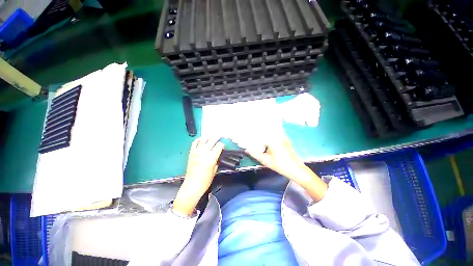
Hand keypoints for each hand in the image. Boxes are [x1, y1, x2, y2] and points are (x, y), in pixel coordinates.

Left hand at [173, 137, 224, 215]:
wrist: (192, 185)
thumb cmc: (205, 180)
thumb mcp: (215, 170)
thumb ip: (217, 161)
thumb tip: (218, 156)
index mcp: (212, 157)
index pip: (219, 146)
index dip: (222, 145)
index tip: (223, 146)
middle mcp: (204, 152)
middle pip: (212, 140)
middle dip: (217, 137)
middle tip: (219, 136)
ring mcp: (197, 152)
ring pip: (203, 140)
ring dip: (208, 137)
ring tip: (211, 136)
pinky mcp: (191, 153)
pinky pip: (194, 143)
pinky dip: (198, 139)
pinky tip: (201, 139)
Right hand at [246, 134, 327, 201]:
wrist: (297, 170)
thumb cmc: (281, 165)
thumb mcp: (266, 161)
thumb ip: (255, 154)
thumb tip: (246, 150)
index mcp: (273, 139)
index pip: (261, 131)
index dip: (254, 130)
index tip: (248, 129)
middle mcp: (278, 135)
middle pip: (266, 129)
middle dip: (259, 129)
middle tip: (251, 131)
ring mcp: (283, 137)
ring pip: (272, 131)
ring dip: (265, 131)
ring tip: (257, 134)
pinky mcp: (286, 140)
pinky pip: (276, 134)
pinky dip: (270, 134)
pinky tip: (267, 139)